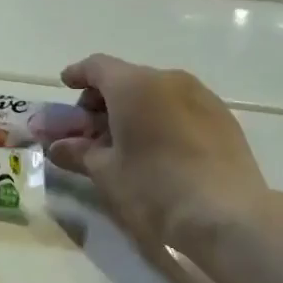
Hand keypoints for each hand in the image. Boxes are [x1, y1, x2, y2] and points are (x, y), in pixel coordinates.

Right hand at [35, 55, 267, 248]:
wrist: (226, 216)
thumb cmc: (154, 188)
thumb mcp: (106, 173)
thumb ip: (78, 153)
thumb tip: (57, 147)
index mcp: (134, 86)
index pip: (97, 67)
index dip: (78, 75)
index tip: (66, 86)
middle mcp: (169, 80)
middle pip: (127, 78)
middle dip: (104, 99)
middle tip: (91, 129)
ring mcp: (201, 96)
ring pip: (156, 92)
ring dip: (134, 109)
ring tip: (125, 142)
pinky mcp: (223, 118)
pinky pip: (181, 107)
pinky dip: (161, 118)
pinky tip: (159, 148)